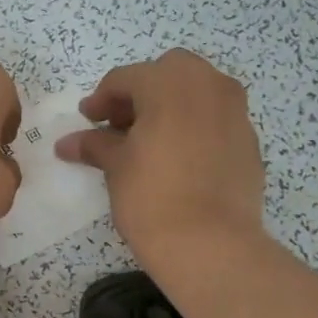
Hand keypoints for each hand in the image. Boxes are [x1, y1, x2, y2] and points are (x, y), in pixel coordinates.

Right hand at [55, 49, 264, 259]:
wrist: (210, 244)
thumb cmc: (152, 197)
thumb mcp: (116, 167)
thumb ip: (95, 145)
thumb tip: (67, 144)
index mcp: (171, 83)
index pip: (126, 78)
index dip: (101, 99)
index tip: (87, 120)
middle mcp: (209, 86)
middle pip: (169, 72)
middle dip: (142, 92)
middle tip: (121, 124)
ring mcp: (236, 112)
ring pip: (199, 92)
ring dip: (172, 106)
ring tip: (150, 141)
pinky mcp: (250, 142)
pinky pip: (217, 120)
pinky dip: (195, 127)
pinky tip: (179, 158)